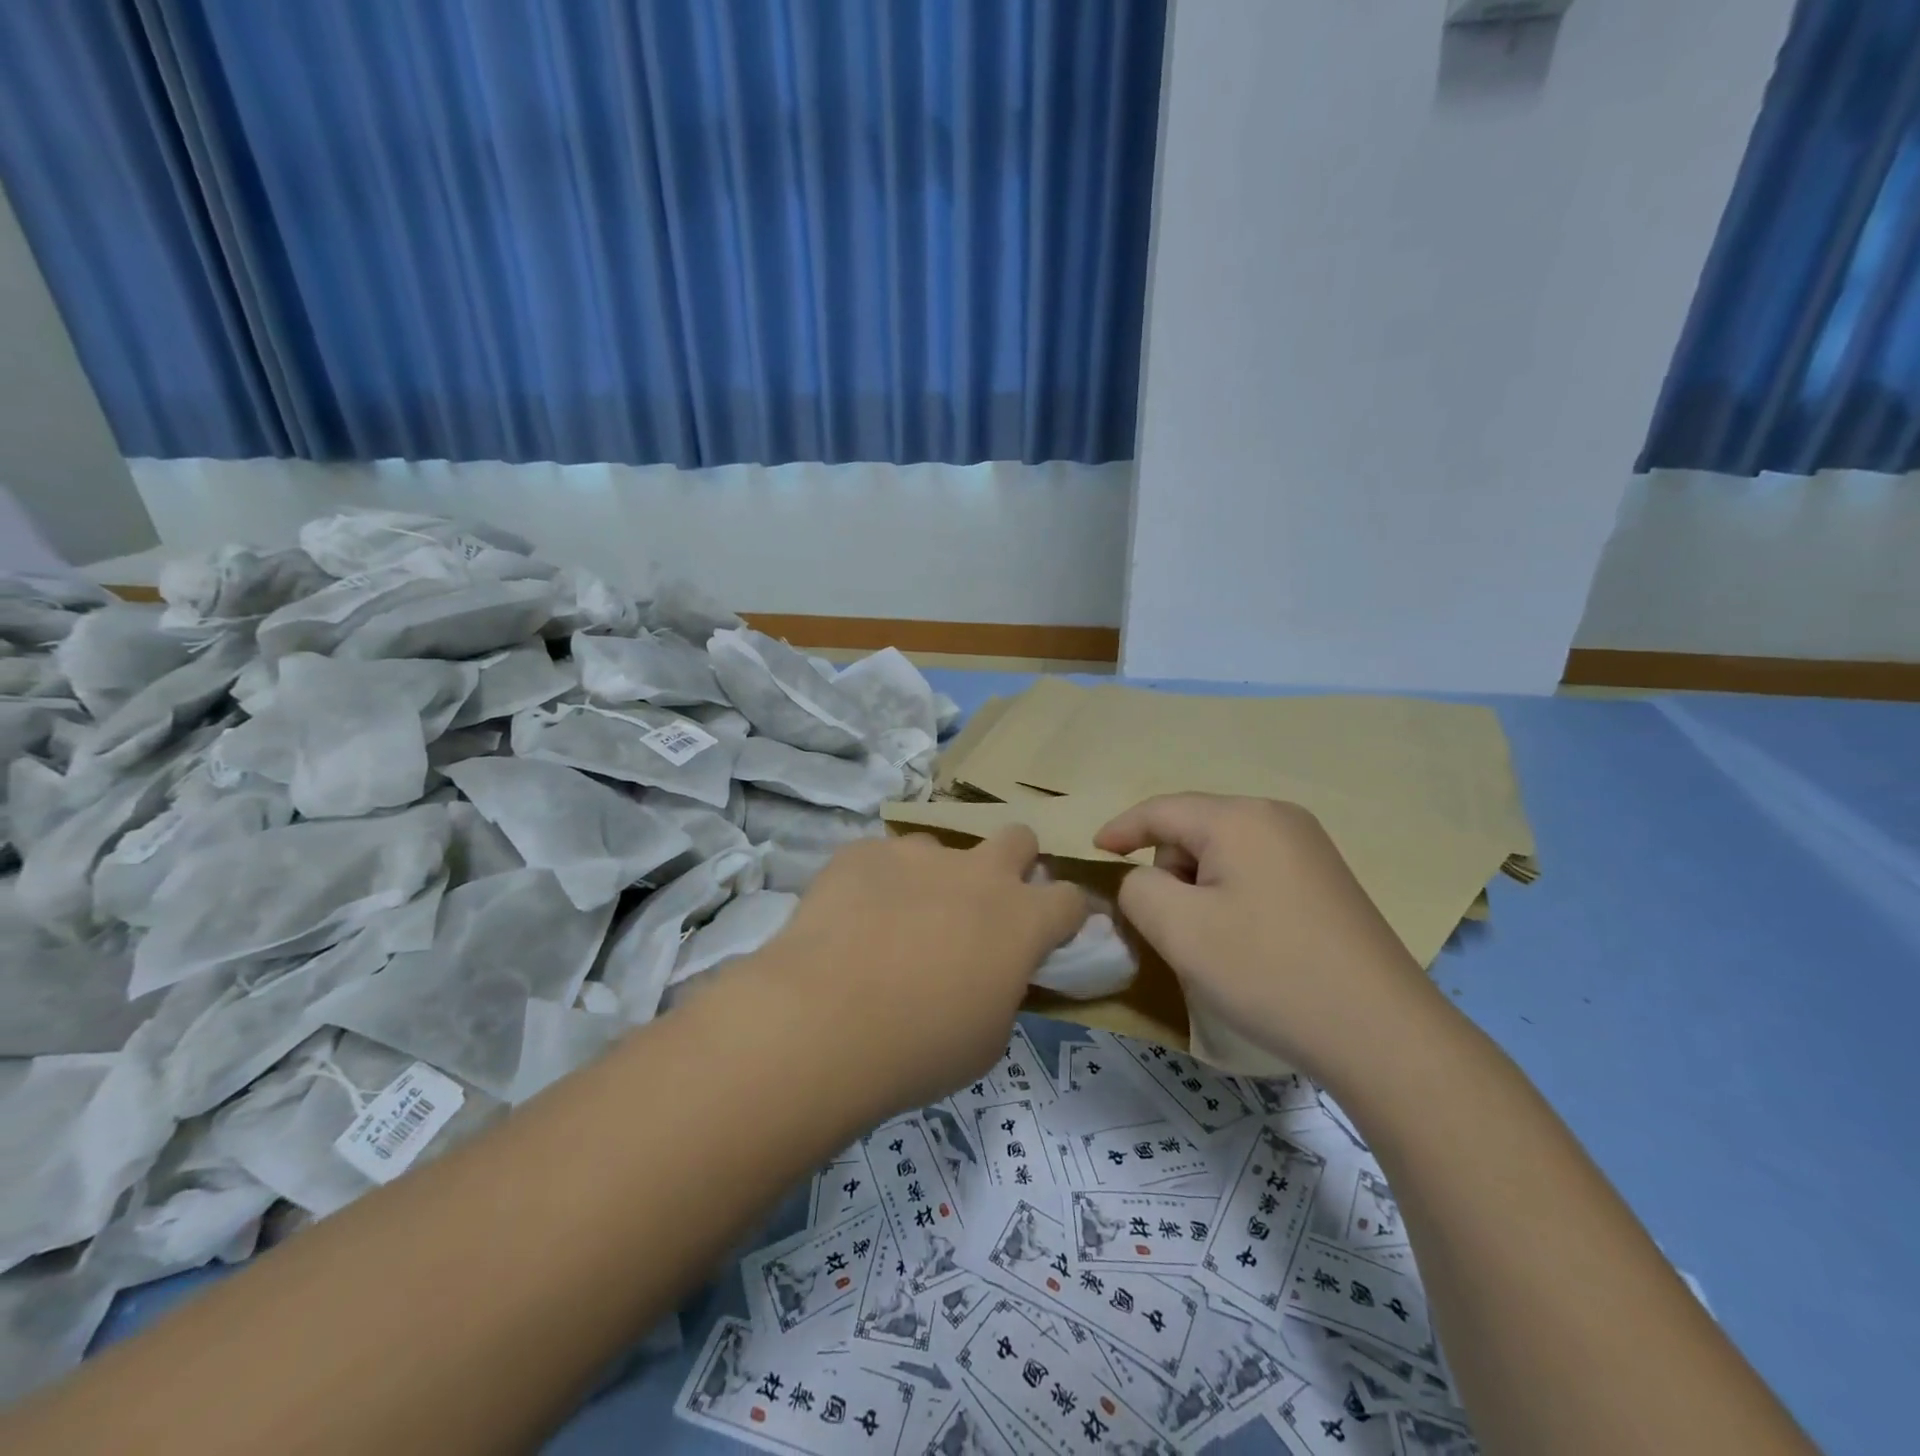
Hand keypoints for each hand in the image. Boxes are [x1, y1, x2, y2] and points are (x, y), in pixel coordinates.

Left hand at [747, 827, 1088, 1120]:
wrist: (824, 1021)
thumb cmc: (920, 1047)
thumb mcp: (986, 1038)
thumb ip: (1002, 991)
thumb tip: (990, 974)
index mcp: (1021, 919)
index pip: (1070, 898)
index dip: (1065, 915)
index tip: (1051, 933)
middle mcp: (978, 872)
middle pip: (1019, 837)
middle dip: (1014, 863)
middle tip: (983, 905)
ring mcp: (918, 853)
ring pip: (942, 847)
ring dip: (934, 877)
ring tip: (897, 921)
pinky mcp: (864, 851)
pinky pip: (881, 858)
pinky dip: (877, 883)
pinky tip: (850, 920)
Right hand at [1095, 794, 1448, 1085]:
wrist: (1382, 1034)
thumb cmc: (1268, 971)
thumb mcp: (1179, 929)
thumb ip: (1138, 889)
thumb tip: (1146, 881)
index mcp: (1240, 818)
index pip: (1161, 810)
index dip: (1121, 829)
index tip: (1094, 851)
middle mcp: (1278, 818)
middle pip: (1194, 829)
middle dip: (1169, 869)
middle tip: (1175, 927)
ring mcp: (1310, 848)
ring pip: (1225, 852)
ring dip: (1201, 888)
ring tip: (1214, 943)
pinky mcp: (1327, 881)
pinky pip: (1256, 871)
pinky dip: (1233, 897)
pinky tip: (1250, 943)